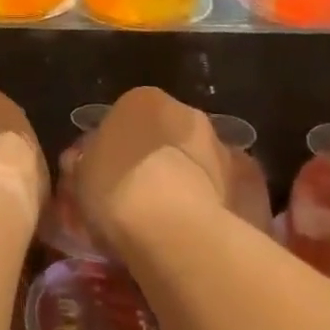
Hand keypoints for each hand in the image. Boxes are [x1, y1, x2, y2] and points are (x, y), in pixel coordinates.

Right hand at [75, 87, 228, 252]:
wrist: (173, 230)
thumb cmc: (116, 190)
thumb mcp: (80, 177)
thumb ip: (86, 161)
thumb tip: (86, 160)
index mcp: (141, 100)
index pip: (124, 117)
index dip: (115, 149)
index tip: (107, 177)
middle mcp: (185, 111)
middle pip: (165, 134)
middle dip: (156, 158)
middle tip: (140, 197)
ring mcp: (221, 144)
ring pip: (197, 160)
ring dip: (188, 178)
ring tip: (172, 221)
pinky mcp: (249, 181)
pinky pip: (225, 189)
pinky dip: (216, 201)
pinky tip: (201, 229)